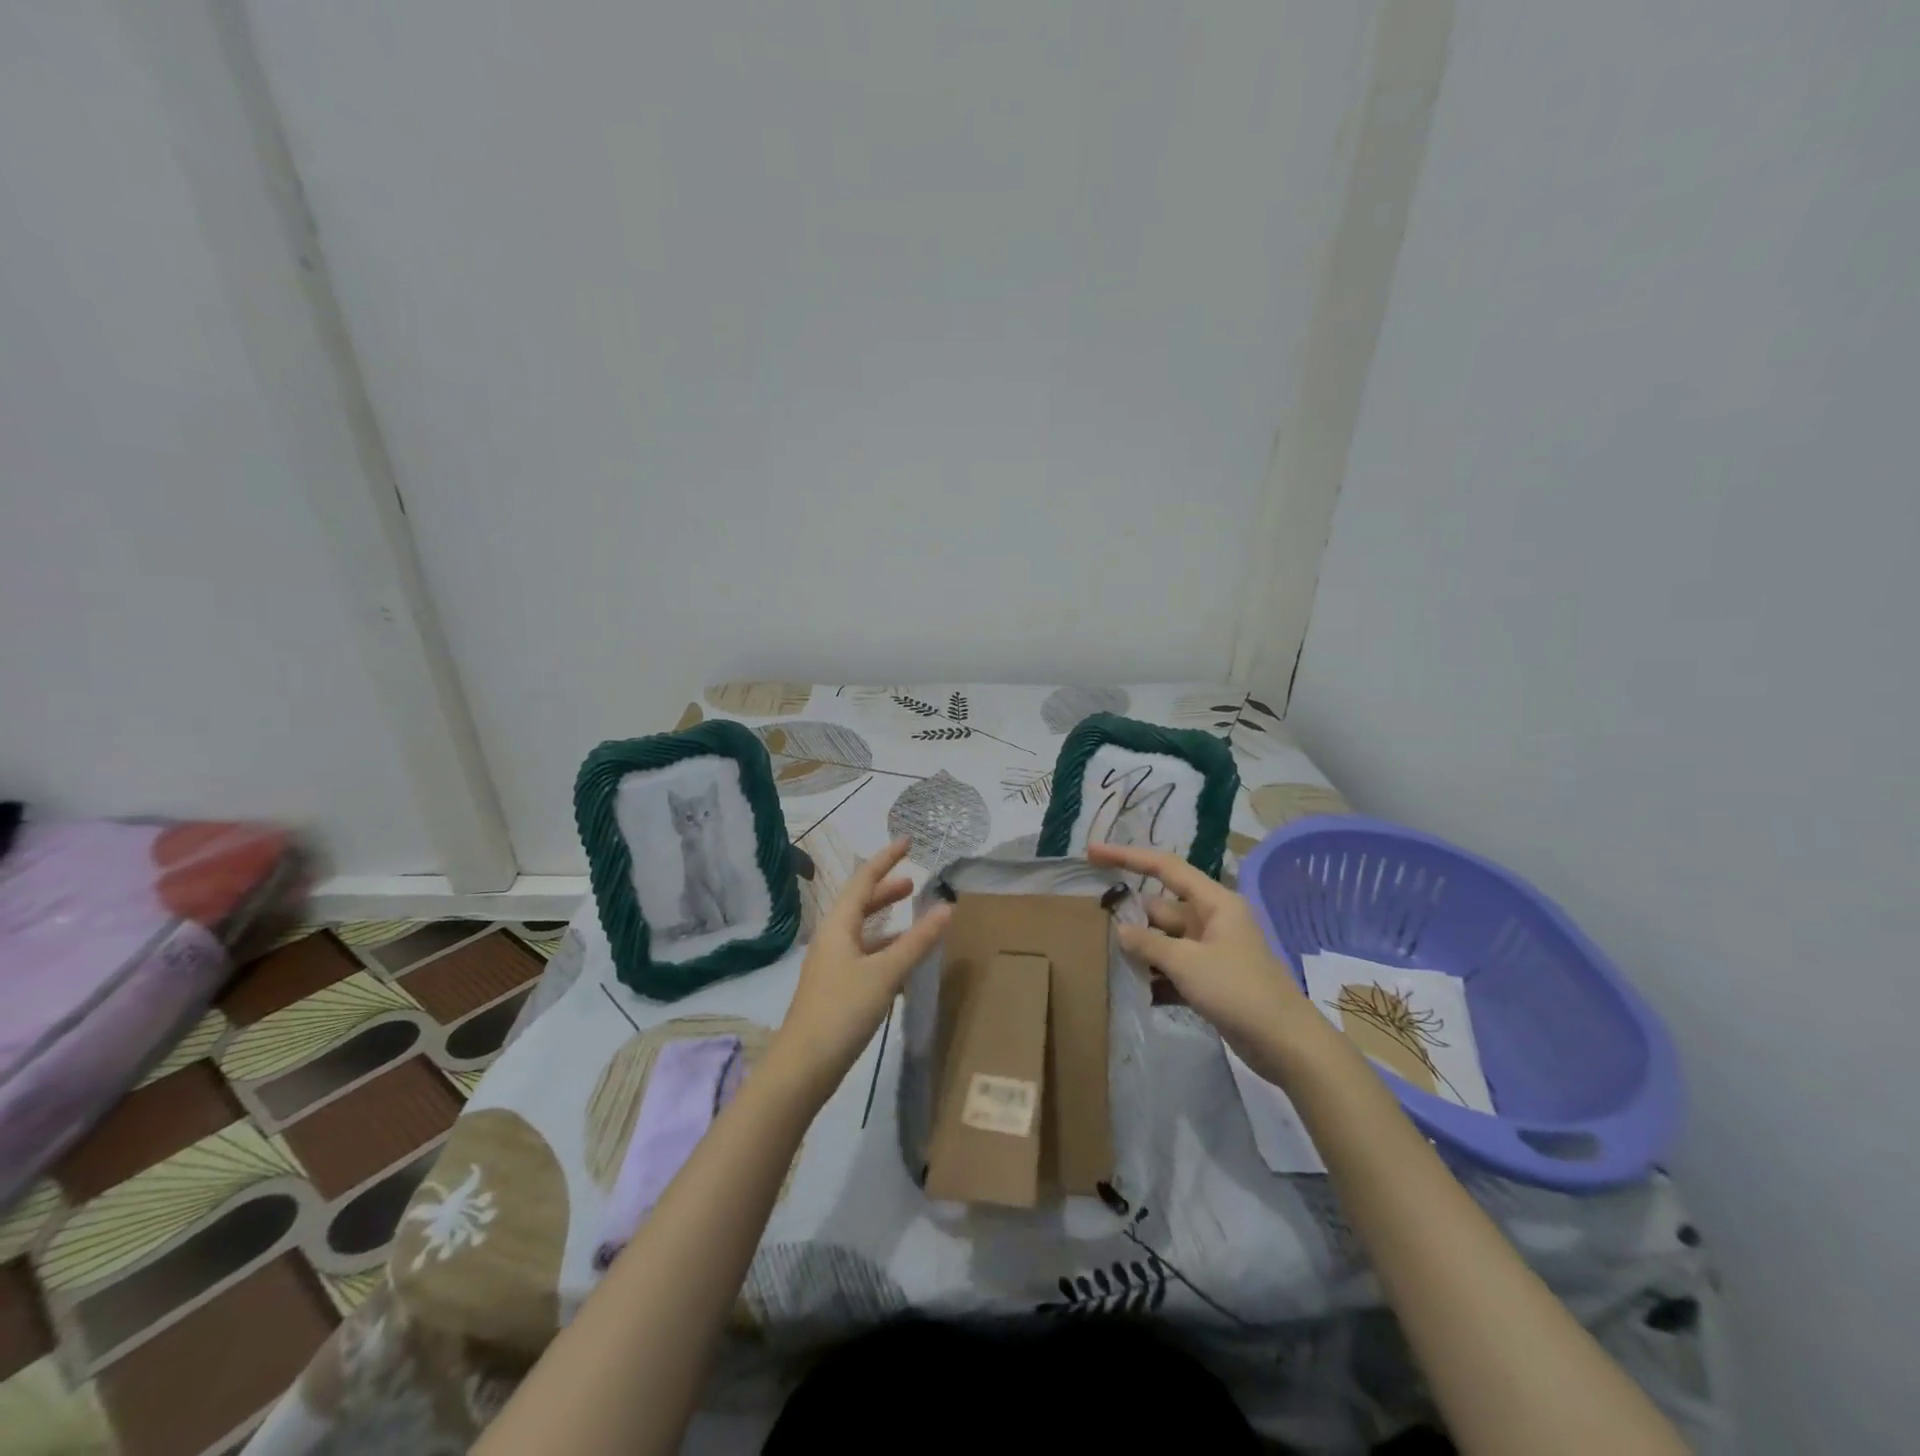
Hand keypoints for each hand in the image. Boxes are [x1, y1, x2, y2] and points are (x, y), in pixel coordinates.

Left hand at [768, 838, 951, 1096]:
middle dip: (885, 889)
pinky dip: (884, 949)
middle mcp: (832, 938)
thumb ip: (917, 941)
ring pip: (862, 931)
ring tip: (912, 917)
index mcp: (838, 925)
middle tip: (913, 882)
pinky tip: (902, 962)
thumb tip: (946, 907)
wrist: (803, 1065)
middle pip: (860, 903)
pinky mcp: (836, 988)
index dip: (886, 859)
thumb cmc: (842, 1009)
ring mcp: (832, 964)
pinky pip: (864, 955)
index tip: (907, 841)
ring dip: (886, 920)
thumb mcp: (885, 972)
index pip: (863, 879)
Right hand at [1088, 842, 1320, 1077]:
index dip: (1127, 856)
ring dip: (1140, 950)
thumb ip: (1148, 944)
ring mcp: (1212, 951)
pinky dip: (1155, 976)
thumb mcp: (1186, 963)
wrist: (1285, 1044)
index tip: (1092, 852)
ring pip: (1165, 940)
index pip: (1165, 867)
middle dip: (1130, 916)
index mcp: (1214, 902)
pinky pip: (1174, 968)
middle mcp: (1213, 920)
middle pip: (1161, 908)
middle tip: (1091, 923)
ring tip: (1103, 957)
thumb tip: (1120, 930)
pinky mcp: (1211, 980)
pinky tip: (1131, 989)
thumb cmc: (1238, 990)